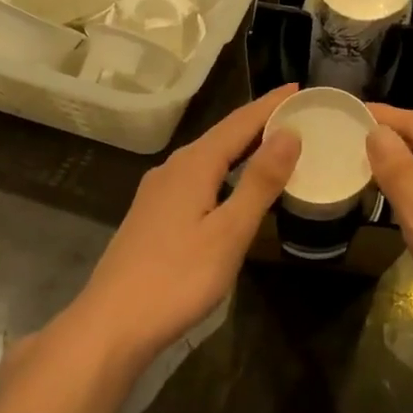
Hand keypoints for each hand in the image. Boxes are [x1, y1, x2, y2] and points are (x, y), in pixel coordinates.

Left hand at [68, 85, 301, 366]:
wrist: (112, 324)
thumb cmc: (177, 279)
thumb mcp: (229, 232)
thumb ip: (260, 182)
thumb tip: (289, 133)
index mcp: (193, 166)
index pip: (240, 123)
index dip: (271, 105)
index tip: (300, 88)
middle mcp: (172, 170)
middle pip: (222, 136)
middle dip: (258, 123)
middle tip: (297, 115)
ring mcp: (157, 194)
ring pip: (207, 158)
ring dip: (241, 148)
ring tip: (273, 145)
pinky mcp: (152, 216)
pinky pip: (197, 179)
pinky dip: (224, 172)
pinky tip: (232, 187)